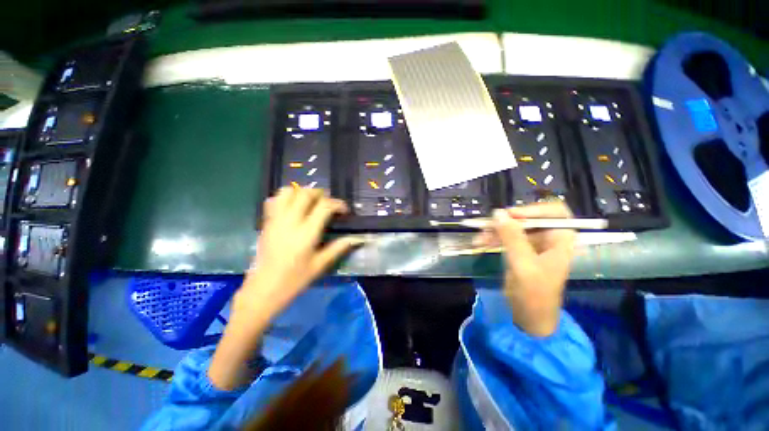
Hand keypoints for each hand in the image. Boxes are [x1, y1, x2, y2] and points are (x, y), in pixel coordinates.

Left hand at [238, 187, 363, 316]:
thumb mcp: (320, 265)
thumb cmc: (295, 279)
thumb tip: (357, 238)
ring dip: (301, 192)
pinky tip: (292, 207)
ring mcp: (275, 220)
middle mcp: (290, 221)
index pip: (324, 206)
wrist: (264, 289)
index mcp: (306, 233)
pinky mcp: (266, 222)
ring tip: (310, 201)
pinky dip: (285, 197)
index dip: (338, 204)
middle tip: (328, 203)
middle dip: (321, 193)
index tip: (344, 210)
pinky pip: (273, 200)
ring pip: (287, 192)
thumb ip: (339, 247)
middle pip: (305, 193)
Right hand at [474, 202, 575, 336]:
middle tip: (487, 225)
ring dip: (495, 231)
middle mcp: (548, 239)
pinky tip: (479, 243)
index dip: (533, 209)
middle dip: (506, 222)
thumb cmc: (534, 294)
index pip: (555, 212)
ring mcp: (532, 245)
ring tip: (479, 238)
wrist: (529, 318)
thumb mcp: (523, 264)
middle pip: (528, 219)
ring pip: (513, 228)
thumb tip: (497, 213)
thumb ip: (512, 238)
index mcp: (560, 240)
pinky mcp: (519, 251)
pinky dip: (492, 239)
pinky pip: (505, 238)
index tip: (511, 214)